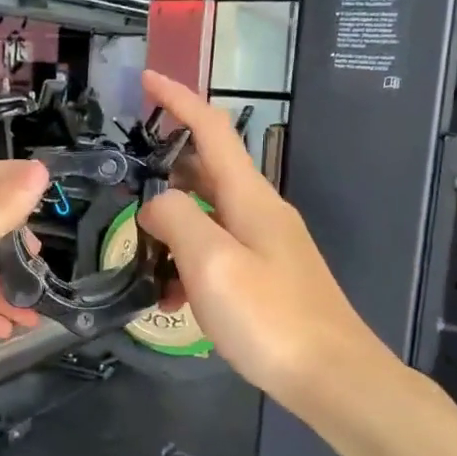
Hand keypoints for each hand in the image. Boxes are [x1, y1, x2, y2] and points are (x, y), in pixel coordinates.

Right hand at [137, 71, 401, 411]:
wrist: (332, 377)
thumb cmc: (270, 318)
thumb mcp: (213, 263)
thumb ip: (177, 219)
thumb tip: (155, 203)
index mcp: (250, 197)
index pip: (211, 130)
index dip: (178, 99)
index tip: (146, 78)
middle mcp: (259, 211)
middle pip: (206, 171)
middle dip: (164, 167)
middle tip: (124, 178)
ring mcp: (265, 245)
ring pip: (206, 215)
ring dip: (171, 224)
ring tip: (137, 251)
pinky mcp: (265, 275)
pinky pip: (216, 251)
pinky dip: (187, 260)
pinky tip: (168, 294)